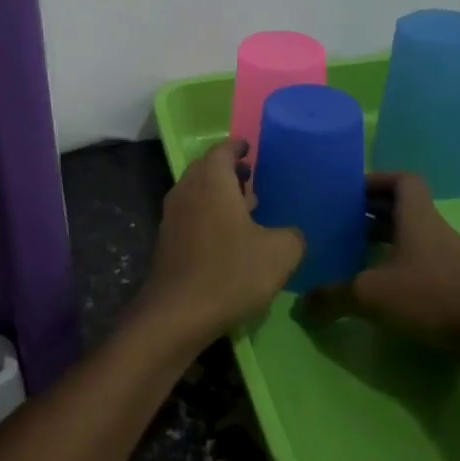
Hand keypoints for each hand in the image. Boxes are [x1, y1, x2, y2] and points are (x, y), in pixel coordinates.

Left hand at [141, 140, 303, 349]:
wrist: (178, 313)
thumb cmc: (231, 272)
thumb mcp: (280, 253)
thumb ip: (293, 235)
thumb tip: (290, 234)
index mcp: (212, 181)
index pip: (223, 150)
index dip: (238, 147)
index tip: (250, 147)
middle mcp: (187, 190)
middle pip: (207, 169)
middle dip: (228, 171)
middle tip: (252, 179)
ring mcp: (172, 216)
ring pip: (197, 193)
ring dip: (218, 195)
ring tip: (245, 209)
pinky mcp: (167, 241)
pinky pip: (190, 215)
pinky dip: (208, 215)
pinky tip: (227, 238)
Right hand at [318, 172, 459, 383]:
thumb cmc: (432, 296)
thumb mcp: (371, 294)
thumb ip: (332, 297)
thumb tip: (300, 306)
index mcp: (416, 217)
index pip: (402, 180)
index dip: (376, 180)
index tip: (348, 192)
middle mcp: (431, 230)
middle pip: (400, 208)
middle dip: (369, 211)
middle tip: (337, 221)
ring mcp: (444, 258)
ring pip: (408, 236)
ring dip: (381, 240)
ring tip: (348, 253)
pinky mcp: (450, 284)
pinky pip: (416, 262)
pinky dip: (393, 266)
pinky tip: (373, 287)